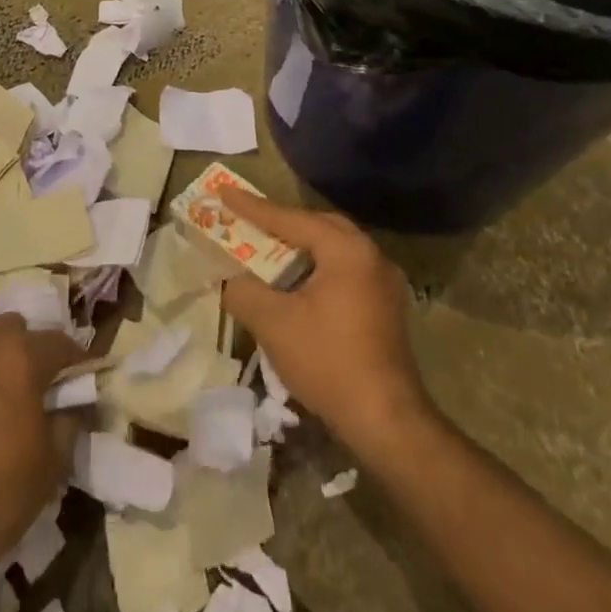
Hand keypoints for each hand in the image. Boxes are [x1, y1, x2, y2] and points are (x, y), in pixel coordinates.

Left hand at [0, 315, 83, 578]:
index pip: (60, 342)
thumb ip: (69, 419)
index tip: (83, 379)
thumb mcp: (53, 460)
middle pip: (14, 330)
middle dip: (30, 349)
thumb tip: (72, 404)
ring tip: (1, 400)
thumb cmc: (0, 492)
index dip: (76, 361)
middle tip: (38, 386)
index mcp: (20, 355)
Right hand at [219, 191, 427, 455]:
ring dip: (299, 247)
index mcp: (346, 250)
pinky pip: (344, 271)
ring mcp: (384, 282)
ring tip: (267, 249)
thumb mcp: (273, 323)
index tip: (223, 191)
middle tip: (247, 220)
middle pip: (317, 226)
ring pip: (333, 249)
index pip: (290, 219)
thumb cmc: (328, 361)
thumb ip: (244, 291)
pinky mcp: (386, 307)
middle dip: (280, 223)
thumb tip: (231, 281)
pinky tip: (296, 285)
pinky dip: (316, 269)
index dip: (252, 207)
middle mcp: (371, 255)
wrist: (386, 420)